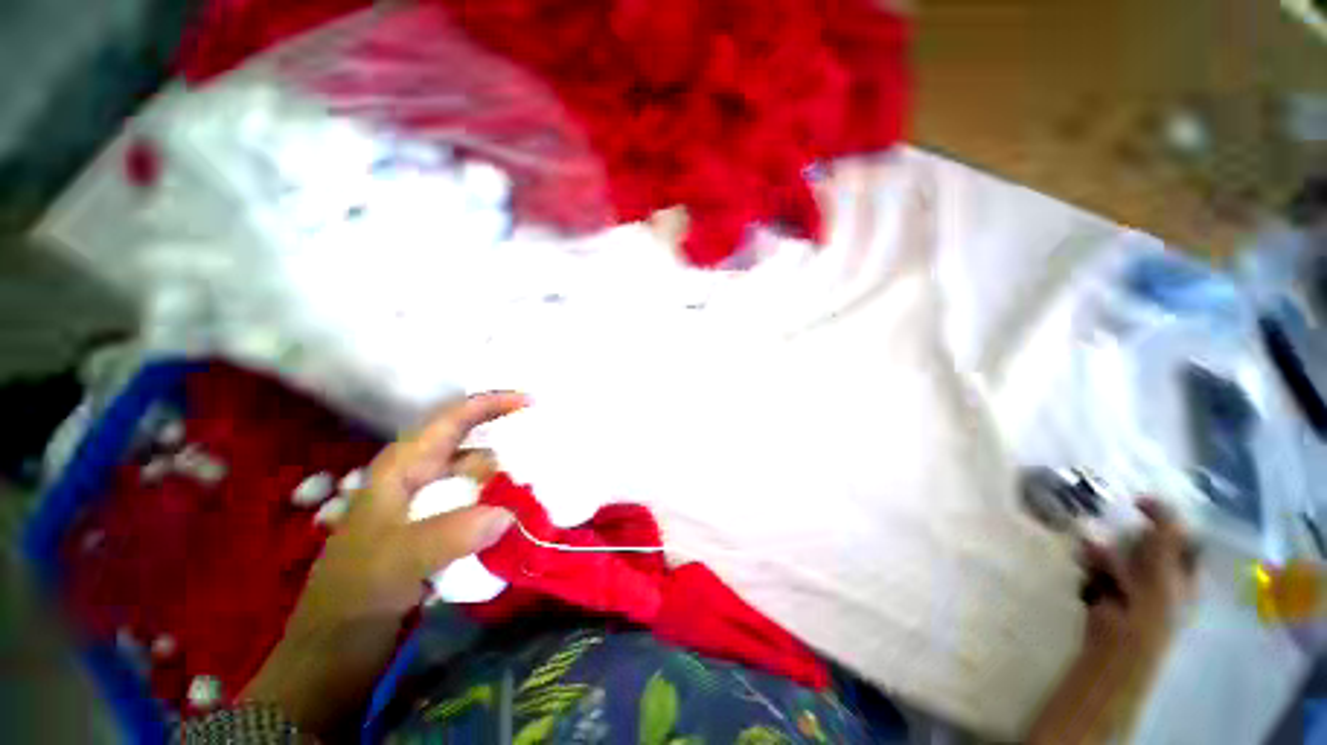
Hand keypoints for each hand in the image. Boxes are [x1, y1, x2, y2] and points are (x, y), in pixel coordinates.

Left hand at [240, 393, 523, 736]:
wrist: (336, 652)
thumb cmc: (354, 595)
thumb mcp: (396, 561)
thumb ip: (451, 533)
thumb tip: (509, 513)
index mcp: (405, 467)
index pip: (453, 420)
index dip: (492, 404)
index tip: (532, 402)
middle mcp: (422, 478)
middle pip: (476, 449)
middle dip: (512, 449)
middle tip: (550, 455)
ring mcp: (433, 507)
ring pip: (482, 481)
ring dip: (511, 484)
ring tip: (546, 490)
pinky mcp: (443, 532)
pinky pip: (484, 509)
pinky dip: (505, 510)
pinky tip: (525, 520)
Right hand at [1028, 499, 1195, 744]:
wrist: (1118, 648)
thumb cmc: (1151, 614)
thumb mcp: (1165, 574)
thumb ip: (1165, 539)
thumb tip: (1159, 503)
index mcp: (1182, 574)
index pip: (1180, 538)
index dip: (1164, 518)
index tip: (1139, 501)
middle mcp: (1159, 576)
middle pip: (1146, 543)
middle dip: (1128, 533)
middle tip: (1110, 524)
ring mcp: (1130, 584)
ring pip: (1118, 553)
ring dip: (1106, 549)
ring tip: (1091, 550)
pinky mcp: (1104, 589)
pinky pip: (1098, 566)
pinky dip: (1092, 562)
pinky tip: (1086, 564)